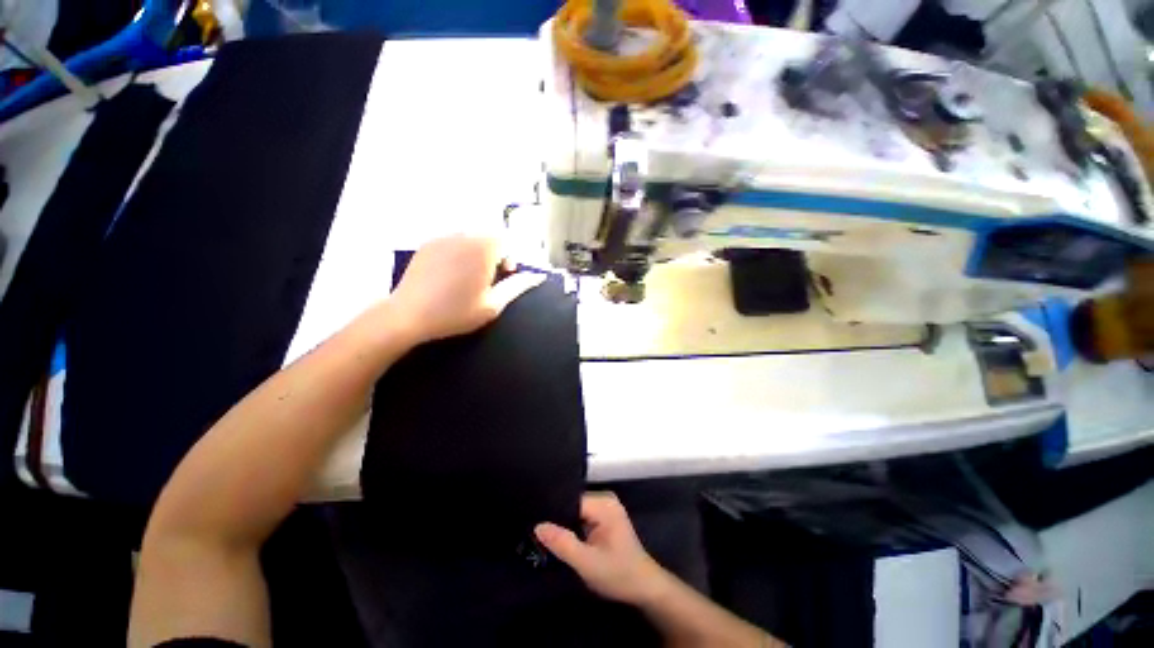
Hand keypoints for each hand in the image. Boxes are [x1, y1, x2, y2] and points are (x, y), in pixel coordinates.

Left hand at [388, 235, 543, 343]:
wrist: (408, 315)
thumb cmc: (456, 312)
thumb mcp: (493, 304)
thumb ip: (518, 286)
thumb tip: (538, 276)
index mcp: (483, 248)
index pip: (507, 241)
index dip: (509, 259)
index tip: (502, 278)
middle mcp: (464, 235)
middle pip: (489, 237)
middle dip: (494, 255)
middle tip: (487, 280)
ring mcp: (443, 237)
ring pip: (471, 238)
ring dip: (477, 253)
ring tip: (469, 277)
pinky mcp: (427, 243)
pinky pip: (453, 241)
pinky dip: (459, 253)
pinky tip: (450, 274)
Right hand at [535, 493, 668, 604]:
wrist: (644, 588)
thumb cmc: (618, 574)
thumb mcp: (587, 563)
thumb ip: (563, 543)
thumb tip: (538, 526)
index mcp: (604, 503)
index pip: (571, 499)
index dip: (553, 511)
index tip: (534, 521)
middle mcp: (605, 499)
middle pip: (572, 503)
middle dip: (557, 518)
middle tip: (535, 531)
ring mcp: (606, 507)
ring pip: (576, 510)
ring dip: (564, 523)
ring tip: (544, 533)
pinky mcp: (605, 517)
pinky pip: (582, 516)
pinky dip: (572, 526)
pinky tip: (561, 536)